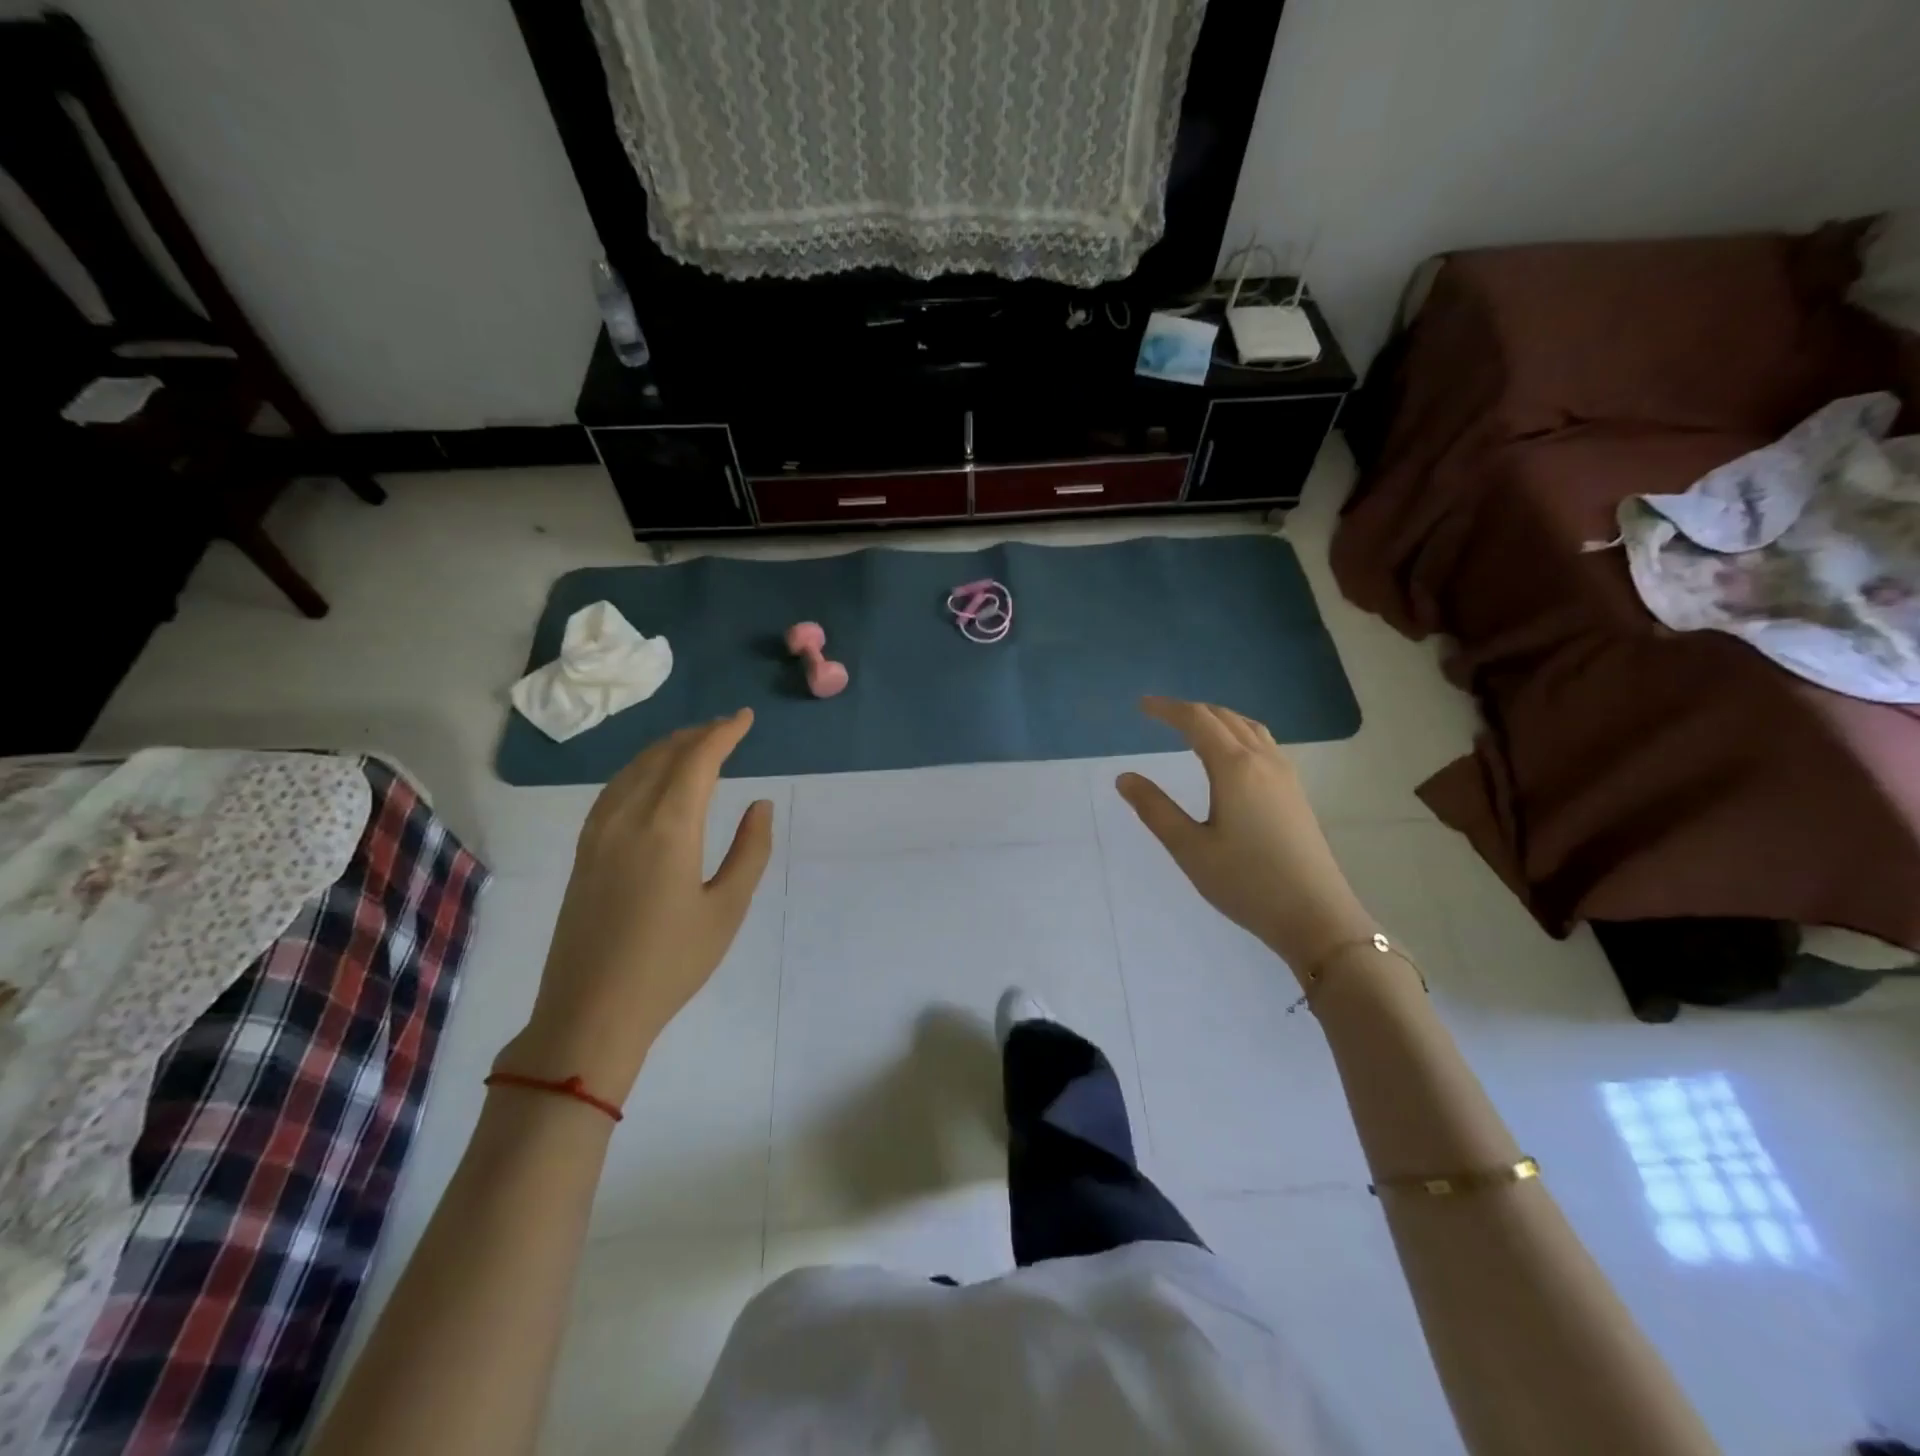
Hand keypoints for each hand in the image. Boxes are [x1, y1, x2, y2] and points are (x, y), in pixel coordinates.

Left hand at [496, 710, 773, 1103]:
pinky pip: (614, 789)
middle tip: (727, 728)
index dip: (723, 733)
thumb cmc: (671, 964)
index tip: (744, 718)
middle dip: (697, 735)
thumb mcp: (727, 909)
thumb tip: (760, 805)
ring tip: (695, 743)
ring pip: (633, 769)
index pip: (697, 761)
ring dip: (667, 748)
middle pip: (663, 757)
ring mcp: (598, 834)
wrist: (591, 1012)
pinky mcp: (584, 852)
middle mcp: (628, 819)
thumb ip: (750, 851)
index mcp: (668, 829)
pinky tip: (650, 778)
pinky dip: (639, 769)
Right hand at [1116, 697, 1376, 982]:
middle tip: (1160, 715)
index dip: (1167, 709)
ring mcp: (1285, 776)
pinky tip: (1231, 757)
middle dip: (1190, 711)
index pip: (1197, 721)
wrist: (1316, 916)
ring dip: (1218, 719)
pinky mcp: (1295, 793)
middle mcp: (1263, 761)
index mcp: (1234, 767)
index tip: (1141, 705)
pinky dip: (1238, 734)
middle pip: (1225, 718)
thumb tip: (1124, 778)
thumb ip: (1155, 809)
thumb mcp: (1190, 848)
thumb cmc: (1246, 883)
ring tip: (1193, 728)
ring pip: (1249, 728)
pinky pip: (1264, 744)